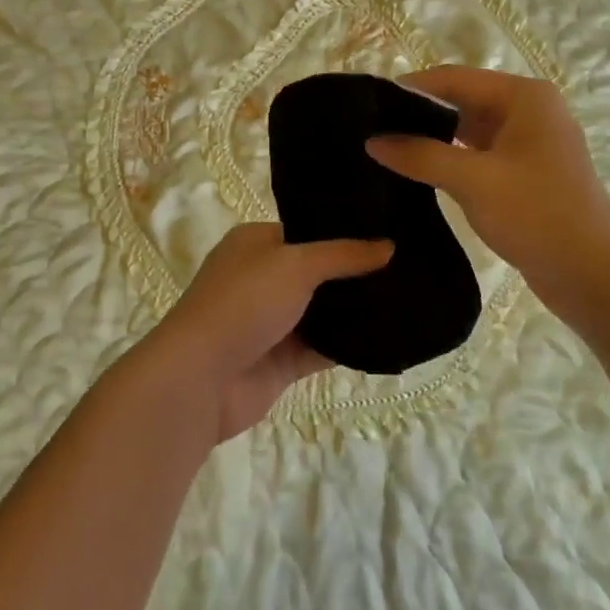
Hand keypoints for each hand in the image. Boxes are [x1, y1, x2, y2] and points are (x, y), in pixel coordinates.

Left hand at [142, 223, 391, 441]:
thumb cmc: (244, 302)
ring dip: (355, 310)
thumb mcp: (296, 264)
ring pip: (322, 312)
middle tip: (407, 267)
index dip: (343, 232)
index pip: (306, 231)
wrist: (201, 378)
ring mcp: (271, 322)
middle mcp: (262, 278)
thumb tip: (389, 245)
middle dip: (355, 273)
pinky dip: (349, 345)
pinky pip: (322, 348)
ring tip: (408, 299)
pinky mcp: (281, 361)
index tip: (388, 232)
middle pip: (317, 272)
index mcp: (255, 244)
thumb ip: (344, 255)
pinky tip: (388, 338)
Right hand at [366, 67, 609, 338]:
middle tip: (370, 129)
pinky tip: (418, 171)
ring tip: (386, 148)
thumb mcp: (474, 181)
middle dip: (419, 114)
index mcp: (524, 97)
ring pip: (468, 129)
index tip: (367, 104)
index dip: (411, 88)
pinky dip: (450, 160)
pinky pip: (478, 154)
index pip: (454, 78)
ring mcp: (529, 142)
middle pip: (461, 100)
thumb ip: (420, 155)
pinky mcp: (525, 172)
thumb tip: (372, 140)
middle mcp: (529, 110)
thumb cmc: (538, 215)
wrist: (594, 276)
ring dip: (433, 138)